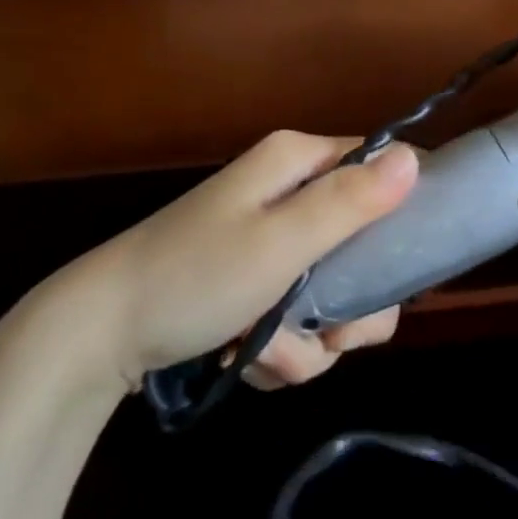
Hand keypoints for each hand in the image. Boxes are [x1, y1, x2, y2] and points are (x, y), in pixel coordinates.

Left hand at [74, 132, 418, 391]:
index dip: (404, 213)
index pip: (382, 167)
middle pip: (366, 243)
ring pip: (336, 292)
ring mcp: (274, 240)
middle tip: (332, 334)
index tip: (405, 271)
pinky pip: (302, 317)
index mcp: (298, 162)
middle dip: (352, 304)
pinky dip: (284, 347)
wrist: (102, 334)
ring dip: (311, 338)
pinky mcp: (258, 282)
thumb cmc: (194, 276)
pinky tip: (249, 359)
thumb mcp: (281, 242)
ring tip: (266, 352)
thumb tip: (415, 159)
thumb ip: (349, 203)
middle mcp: (292, 193)